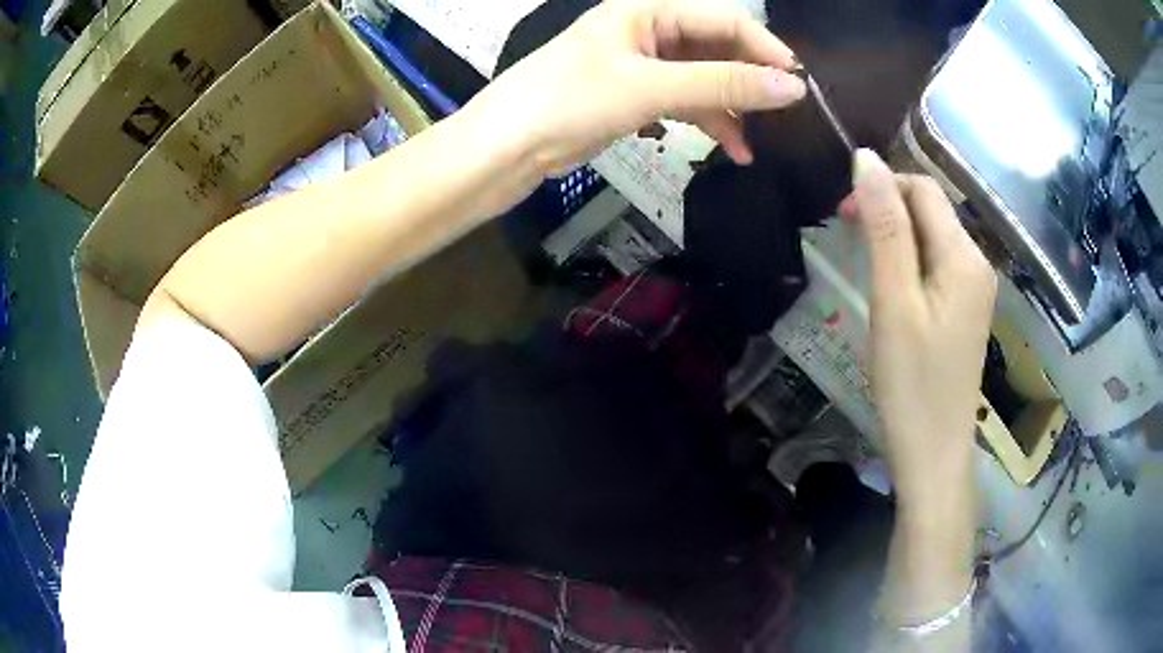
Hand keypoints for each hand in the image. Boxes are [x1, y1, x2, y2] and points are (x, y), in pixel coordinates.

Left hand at [468, 0, 805, 174]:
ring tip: (761, 144)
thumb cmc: (570, 100)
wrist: (509, 145)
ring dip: (734, 109)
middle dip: (751, 82)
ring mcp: (645, 63)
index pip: (724, 21)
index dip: (765, 50)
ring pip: (706, 79)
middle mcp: (650, 29)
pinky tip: (734, 149)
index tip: (800, 86)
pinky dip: (711, 123)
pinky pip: (688, 101)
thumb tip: (793, 88)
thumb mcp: (651, 87)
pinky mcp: (639, 94)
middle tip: (786, 118)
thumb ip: (723, 85)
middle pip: (718, 49)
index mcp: (648, 10)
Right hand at [848, 149, 996, 510]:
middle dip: (888, 210)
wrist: (934, 453)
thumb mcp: (894, 302)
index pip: (923, 189)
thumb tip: (866, 159)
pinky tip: (892, 289)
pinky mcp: (966, 310)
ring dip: (896, 236)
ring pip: (933, 237)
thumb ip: (885, 227)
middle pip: (931, 210)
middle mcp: (977, 263)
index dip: (882, 186)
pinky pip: (937, 265)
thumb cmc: (911, 384)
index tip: (842, 214)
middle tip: (848, 239)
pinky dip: (910, 262)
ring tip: (866, 265)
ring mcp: (975, 289)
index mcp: (964, 256)